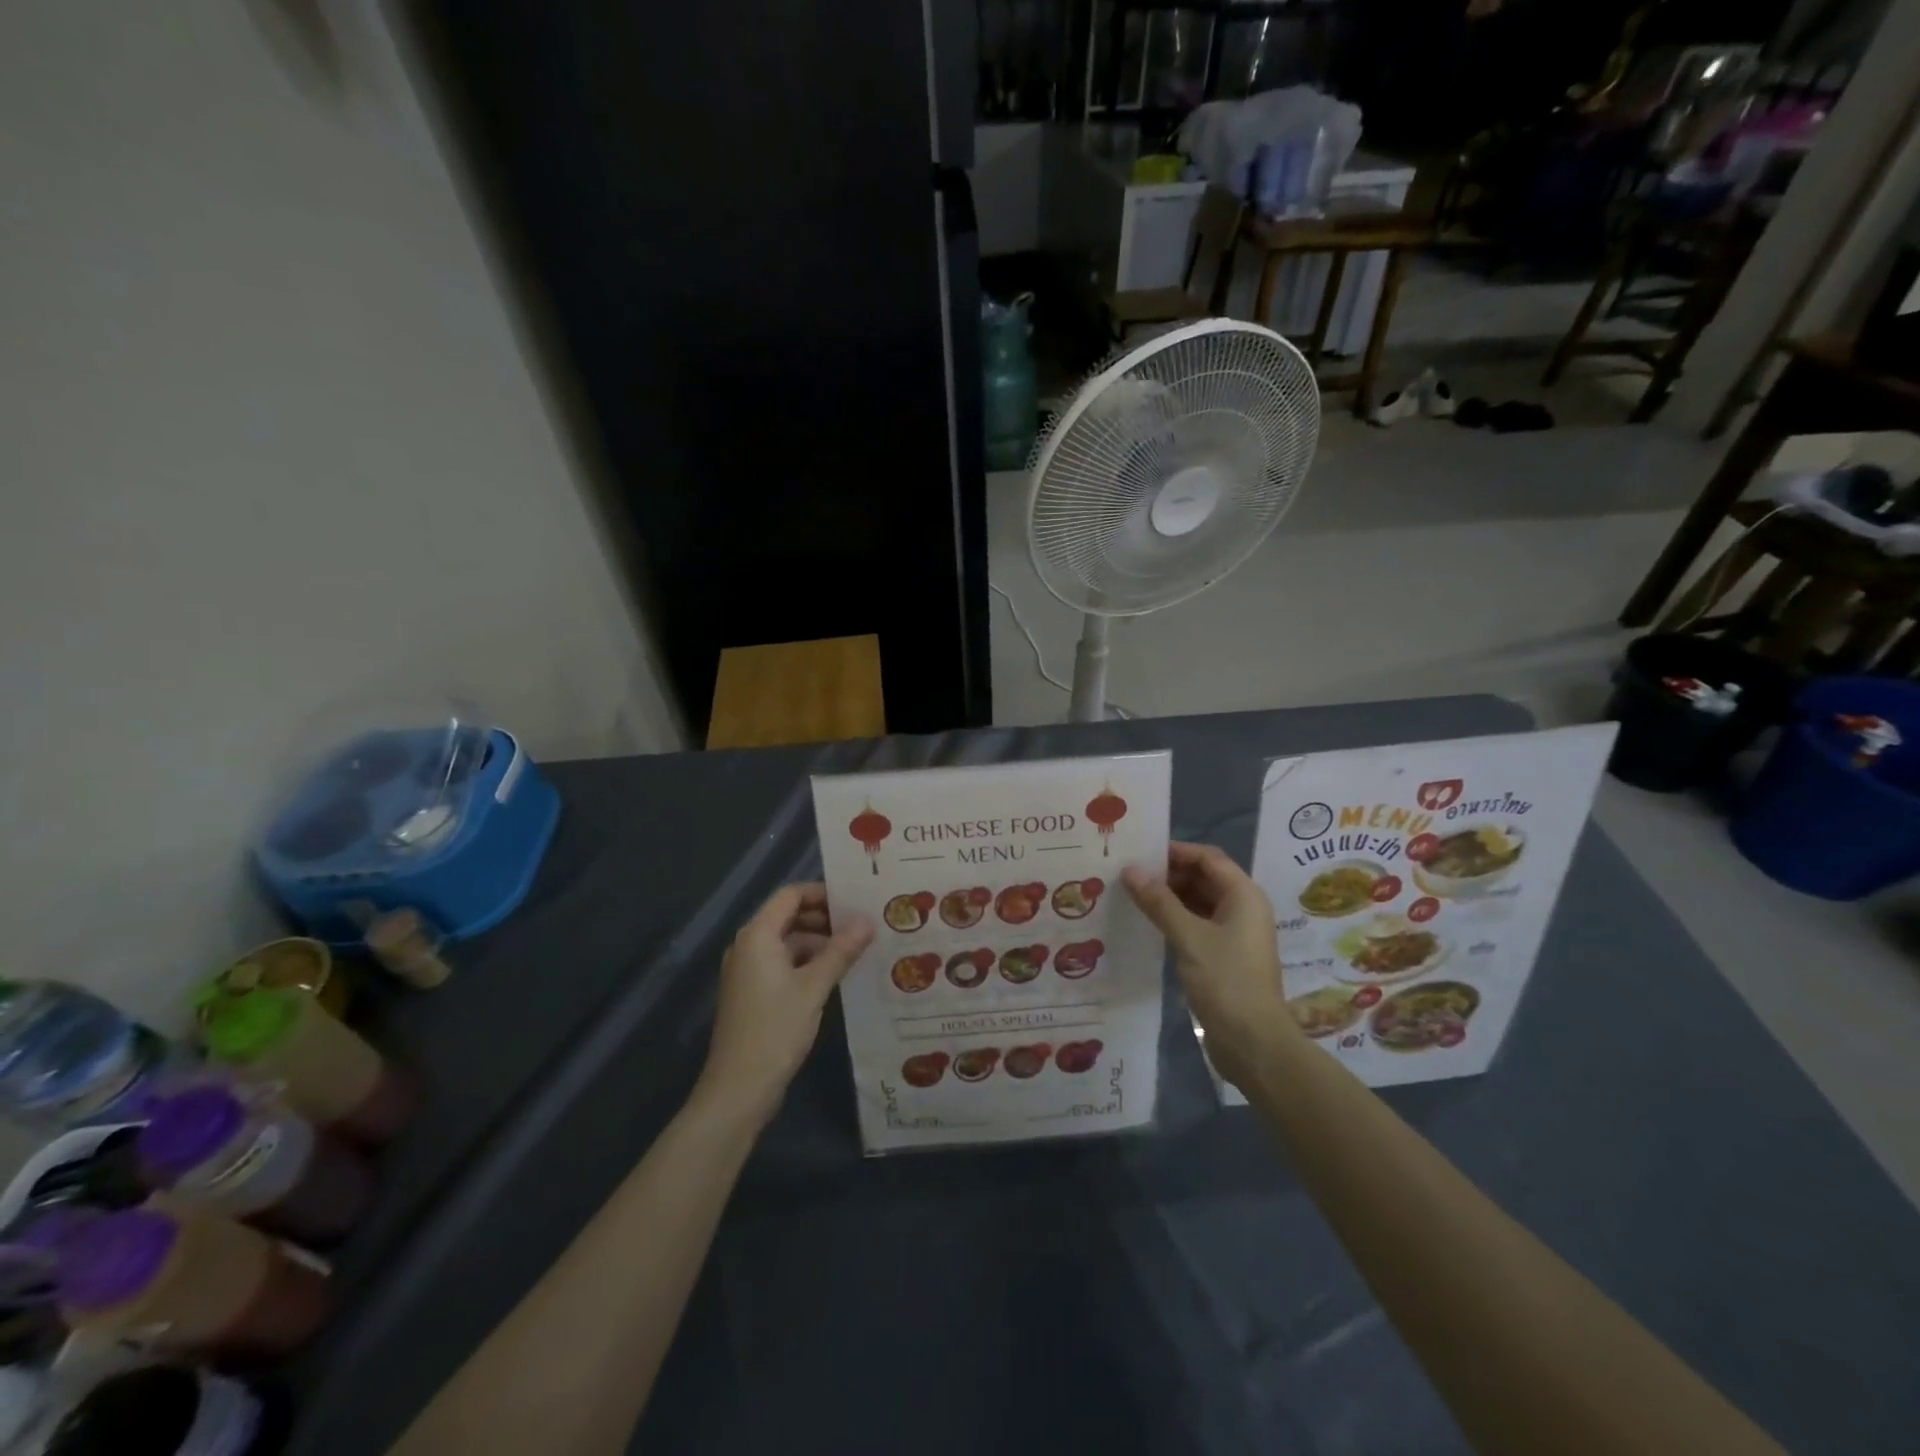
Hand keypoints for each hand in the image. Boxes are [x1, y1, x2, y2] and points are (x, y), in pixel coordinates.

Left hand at [695, 884, 872, 1129]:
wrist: (739, 1089)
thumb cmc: (775, 1029)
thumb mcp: (814, 987)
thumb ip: (841, 951)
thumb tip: (867, 921)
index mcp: (757, 936)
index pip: (790, 895)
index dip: (822, 893)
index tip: (855, 901)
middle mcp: (749, 946)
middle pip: (789, 916)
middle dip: (825, 918)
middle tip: (863, 924)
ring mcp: (749, 971)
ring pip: (789, 942)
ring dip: (820, 942)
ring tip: (858, 949)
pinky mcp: (755, 993)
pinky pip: (784, 964)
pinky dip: (809, 963)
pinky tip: (837, 974)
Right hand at [1123, 843, 1294, 1087]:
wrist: (1253, 1043)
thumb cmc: (1226, 981)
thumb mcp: (1188, 936)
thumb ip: (1158, 901)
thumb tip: (1129, 870)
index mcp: (1243, 895)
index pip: (1207, 858)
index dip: (1175, 852)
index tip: (1139, 853)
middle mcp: (1242, 908)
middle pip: (1203, 877)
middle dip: (1168, 874)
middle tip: (1128, 874)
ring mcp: (1234, 933)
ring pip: (1198, 902)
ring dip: (1169, 897)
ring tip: (1131, 895)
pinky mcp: (1224, 955)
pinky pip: (1197, 924)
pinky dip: (1174, 919)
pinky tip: (1147, 923)